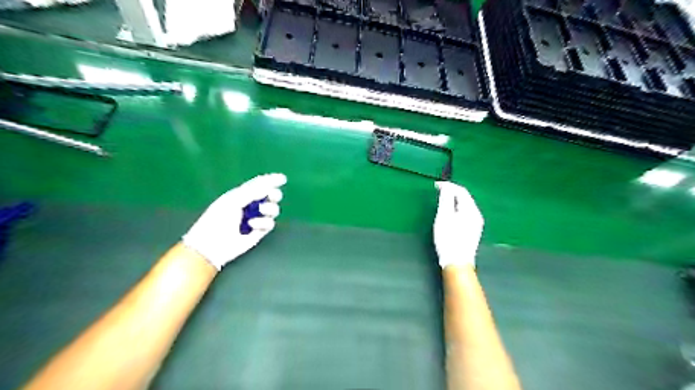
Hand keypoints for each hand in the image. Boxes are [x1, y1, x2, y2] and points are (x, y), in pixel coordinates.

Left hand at [182, 172, 286, 267]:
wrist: (213, 244)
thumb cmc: (218, 219)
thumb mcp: (233, 200)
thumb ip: (252, 192)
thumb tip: (270, 187)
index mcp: (242, 195)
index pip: (260, 184)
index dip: (272, 180)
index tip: (283, 179)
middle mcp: (251, 205)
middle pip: (271, 196)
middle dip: (274, 195)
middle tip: (271, 196)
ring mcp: (257, 218)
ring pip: (274, 209)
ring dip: (269, 208)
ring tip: (260, 211)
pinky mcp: (260, 231)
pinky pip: (270, 223)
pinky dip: (263, 222)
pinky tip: (252, 226)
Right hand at [432, 181, 484, 267]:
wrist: (457, 262)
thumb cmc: (448, 238)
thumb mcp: (444, 216)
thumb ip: (445, 199)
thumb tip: (446, 186)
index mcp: (471, 209)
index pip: (461, 191)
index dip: (449, 185)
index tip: (436, 185)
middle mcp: (476, 215)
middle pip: (465, 198)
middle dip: (452, 192)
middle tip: (438, 191)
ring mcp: (476, 224)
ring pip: (465, 206)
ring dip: (454, 200)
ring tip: (441, 200)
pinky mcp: (472, 231)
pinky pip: (465, 213)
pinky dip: (456, 209)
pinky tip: (449, 213)